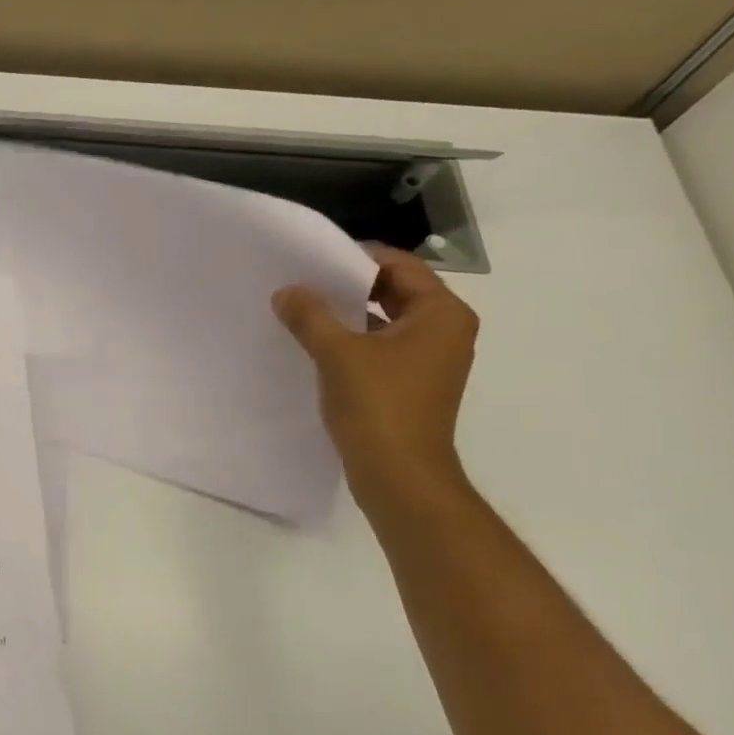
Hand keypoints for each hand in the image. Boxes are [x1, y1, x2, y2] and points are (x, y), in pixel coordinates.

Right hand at [272, 244, 478, 515]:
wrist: (400, 476)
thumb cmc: (378, 406)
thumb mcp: (337, 353)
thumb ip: (310, 315)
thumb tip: (287, 291)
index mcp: (441, 313)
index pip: (399, 265)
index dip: (355, 258)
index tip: (313, 259)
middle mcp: (446, 330)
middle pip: (395, 290)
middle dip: (349, 286)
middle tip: (304, 282)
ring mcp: (432, 360)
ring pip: (387, 321)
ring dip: (349, 315)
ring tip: (304, 311)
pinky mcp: (414, 384)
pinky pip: (383, 347)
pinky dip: (355, 342)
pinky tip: (318, 346)